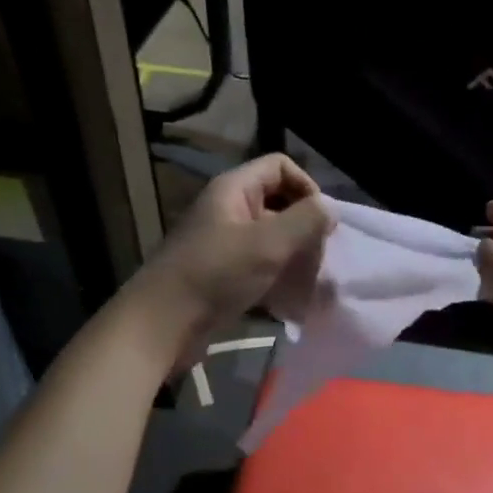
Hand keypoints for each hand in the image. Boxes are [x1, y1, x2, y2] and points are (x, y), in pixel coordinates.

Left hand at [125, 154, 333, 370]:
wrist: (161, 326)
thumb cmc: (215, 275)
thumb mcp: (268, 243)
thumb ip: (306, 221)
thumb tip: (330, 208)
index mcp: (234, 190)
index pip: (280, 167)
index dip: (306, 187)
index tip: (320, 222)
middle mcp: (228, 211)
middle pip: (278, 204)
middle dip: (304, 229)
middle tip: (318, 258)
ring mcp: (224, 245)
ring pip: (271, 241)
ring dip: (294, 259)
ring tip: (311, 284)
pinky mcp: (222, 277)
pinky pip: (259, 269)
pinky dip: (277, 281)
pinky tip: (293, 304)